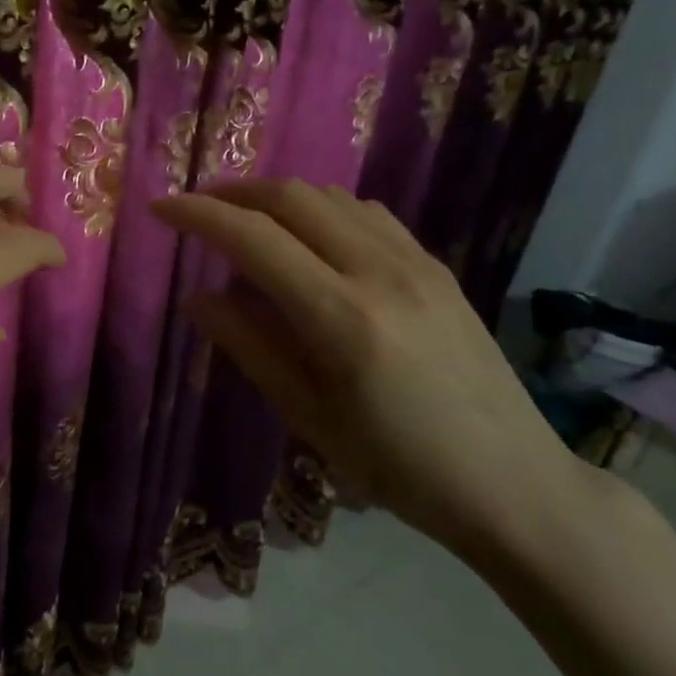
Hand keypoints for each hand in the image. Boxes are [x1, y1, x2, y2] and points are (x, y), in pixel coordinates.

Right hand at [151, 179, 579, 554]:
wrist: (514, 482)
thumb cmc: (398, 466)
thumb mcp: (309, 417)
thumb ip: (249, 347)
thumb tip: (198, 297)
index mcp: (341, 317)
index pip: (253, 238)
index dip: (198, 215)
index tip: (160, 210)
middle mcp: (380, 272)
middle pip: (291, 197)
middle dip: (233, 193)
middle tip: (198, 210)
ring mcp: (416, 263)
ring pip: (330, 196)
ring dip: (277, 197)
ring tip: (246, 221)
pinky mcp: (437, 267)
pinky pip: (367, 213)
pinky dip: (322, 209)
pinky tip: (311, 237)